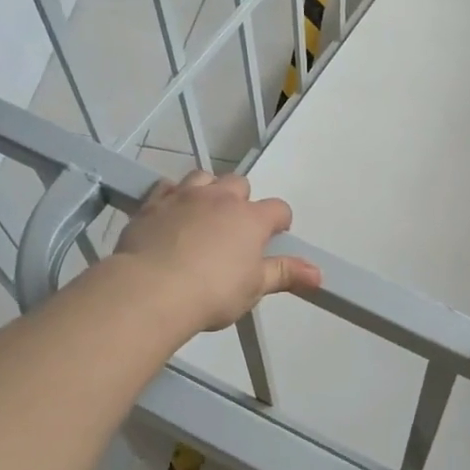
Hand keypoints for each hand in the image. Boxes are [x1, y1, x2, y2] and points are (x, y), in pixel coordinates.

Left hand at [113, 171, 321, 332]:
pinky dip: (173, 197)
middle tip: (234, 229)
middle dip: (241, 201)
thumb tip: (318, 273)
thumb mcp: (254, 287)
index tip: (273, 239)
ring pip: (203, 177)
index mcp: (251, 218)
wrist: (150, 289)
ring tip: (203, 216)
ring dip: (208, 191)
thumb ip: (284, 274)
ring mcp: (184, 196)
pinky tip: (170, 216)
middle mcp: (220, 198)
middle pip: (239, 184)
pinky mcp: (152, 204)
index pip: (278, 209)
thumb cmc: (212, 292)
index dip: (279, 222)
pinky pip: (166, 187)